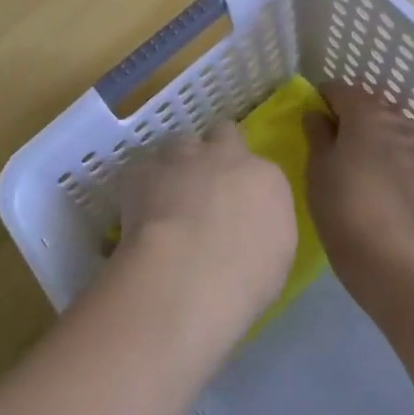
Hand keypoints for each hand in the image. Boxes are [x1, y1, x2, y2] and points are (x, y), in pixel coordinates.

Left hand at [115, 123, 296, 346]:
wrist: (188, 273)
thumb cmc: (244, 280)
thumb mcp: (274, 258)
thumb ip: (261, 227)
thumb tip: (246, 225)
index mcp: (265, 178)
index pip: (259, 168)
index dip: (245, 184)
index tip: (237, 205)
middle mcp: (226, 155)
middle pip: (223, 134)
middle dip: (216, 151)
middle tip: (206, 184)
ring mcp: (183, 157)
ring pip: (180, 143)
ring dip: (178, 163)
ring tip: (168, 196)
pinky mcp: (144, 168)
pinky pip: (143, 168)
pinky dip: (142, 185)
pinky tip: (138, 212)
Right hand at [305, 84, 413, 310]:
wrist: (395, 262)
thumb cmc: (344, 207)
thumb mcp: (317, 168)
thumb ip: (317, 134)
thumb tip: (317, 114)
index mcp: (365, 112)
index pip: (340, 89)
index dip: (322, 99)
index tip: (310, 118)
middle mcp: (396, 121)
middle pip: (369, 106)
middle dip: (350, 116)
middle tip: (331, 141)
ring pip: (390, 130)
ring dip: (373, 137)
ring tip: (356, 162)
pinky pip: (404, 155)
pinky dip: (390, 159)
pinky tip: (379, 184)